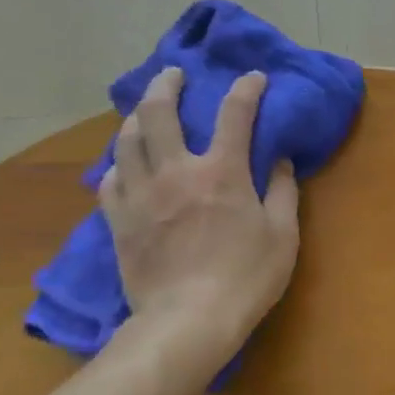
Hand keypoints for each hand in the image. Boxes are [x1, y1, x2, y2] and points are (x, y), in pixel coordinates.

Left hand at [100, 67, 299, 382]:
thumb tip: (281, 161)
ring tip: (145, 111)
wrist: (188, 320)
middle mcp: (176, 171)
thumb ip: (284, 192)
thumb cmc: (247, 277)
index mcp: (222, 172)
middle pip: (160, 112)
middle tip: (174, 75)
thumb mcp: (283, 235)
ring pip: (127, 140)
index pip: (235, 114)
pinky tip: (127, 165)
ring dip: (137, 117)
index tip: (253, 77)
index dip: (246, 90)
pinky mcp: (119, 220)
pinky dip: (120, 164)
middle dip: (168, 85)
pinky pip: (111, 179)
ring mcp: (141, 194)